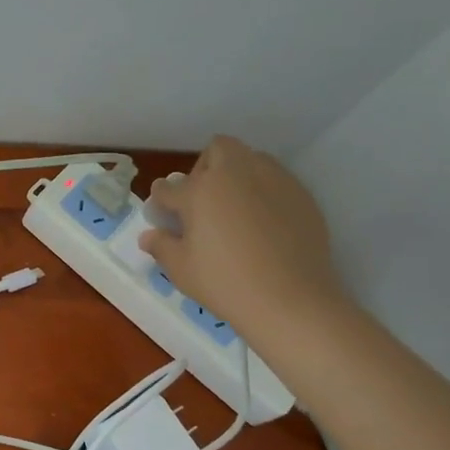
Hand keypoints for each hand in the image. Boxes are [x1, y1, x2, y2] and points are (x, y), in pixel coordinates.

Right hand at [138, 137, 347, 346]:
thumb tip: (149, 236)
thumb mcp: (181, 269)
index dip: (162, 200)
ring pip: (251, 159)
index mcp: (199, 191)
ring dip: (238, 174)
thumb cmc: (225, 283)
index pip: (169, 187)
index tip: (164, 213)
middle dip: (205, 167)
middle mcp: (235, 174)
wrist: (290, 300)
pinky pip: (277, 181)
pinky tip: (265, 223)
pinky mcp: (301, 195)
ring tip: (236, 208)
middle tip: (204, 200)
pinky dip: (265, 192)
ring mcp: (273, 181)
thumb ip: (162, 246)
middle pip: (217, 149)